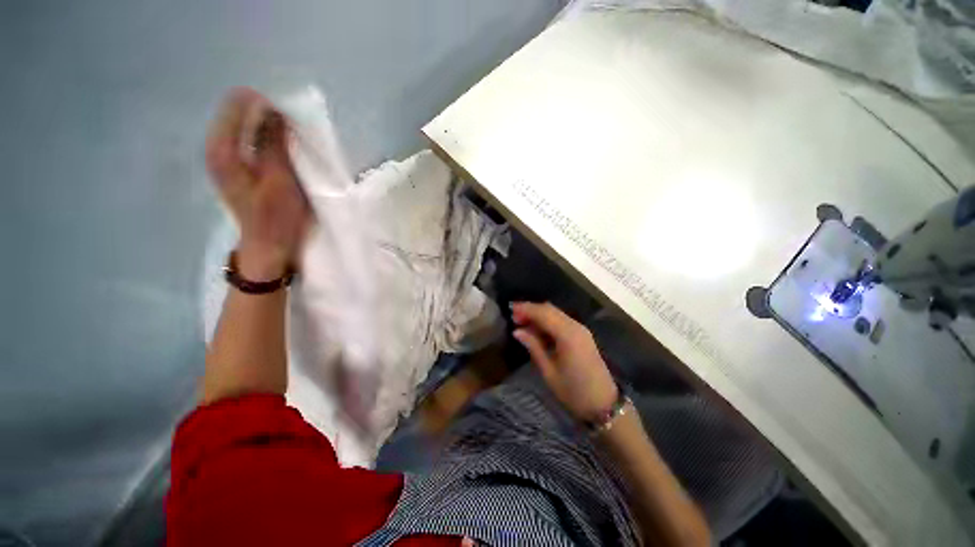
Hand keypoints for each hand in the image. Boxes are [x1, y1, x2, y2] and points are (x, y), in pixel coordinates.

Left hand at [205, 88, 311, 280]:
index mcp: (222, 149)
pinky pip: (251, 142)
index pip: (239, 104)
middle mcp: (218, 148)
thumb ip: (273, 142)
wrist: (269, 248)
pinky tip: (283, 153)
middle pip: (241, 113)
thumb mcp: (279, 179)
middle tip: (294, 132)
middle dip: (269, 115)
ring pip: (247, 128)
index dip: (266, 105)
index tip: (290, 119)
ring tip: (292, 142)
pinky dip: (268, 141)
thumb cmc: (276, 217)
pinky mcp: (237, 169)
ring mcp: (226, 159)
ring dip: (270, 129)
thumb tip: (273, 109)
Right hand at [511, 302, 617, 422]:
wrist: (604, 405)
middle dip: (531, 310)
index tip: (510, 309)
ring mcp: (581, 330)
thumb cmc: (574, 392)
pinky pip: (562, 321)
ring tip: (522, 323)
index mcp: (568, 335)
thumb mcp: (549, 371)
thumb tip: (517, 331)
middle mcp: (575, 327)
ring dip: (539, 314)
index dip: (526, 309)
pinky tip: (537, 330)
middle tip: (514, 316)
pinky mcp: (582, 335)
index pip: (543, 313)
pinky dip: (548, 321)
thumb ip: (533, 347)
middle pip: (550, 309)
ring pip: (556, 313)